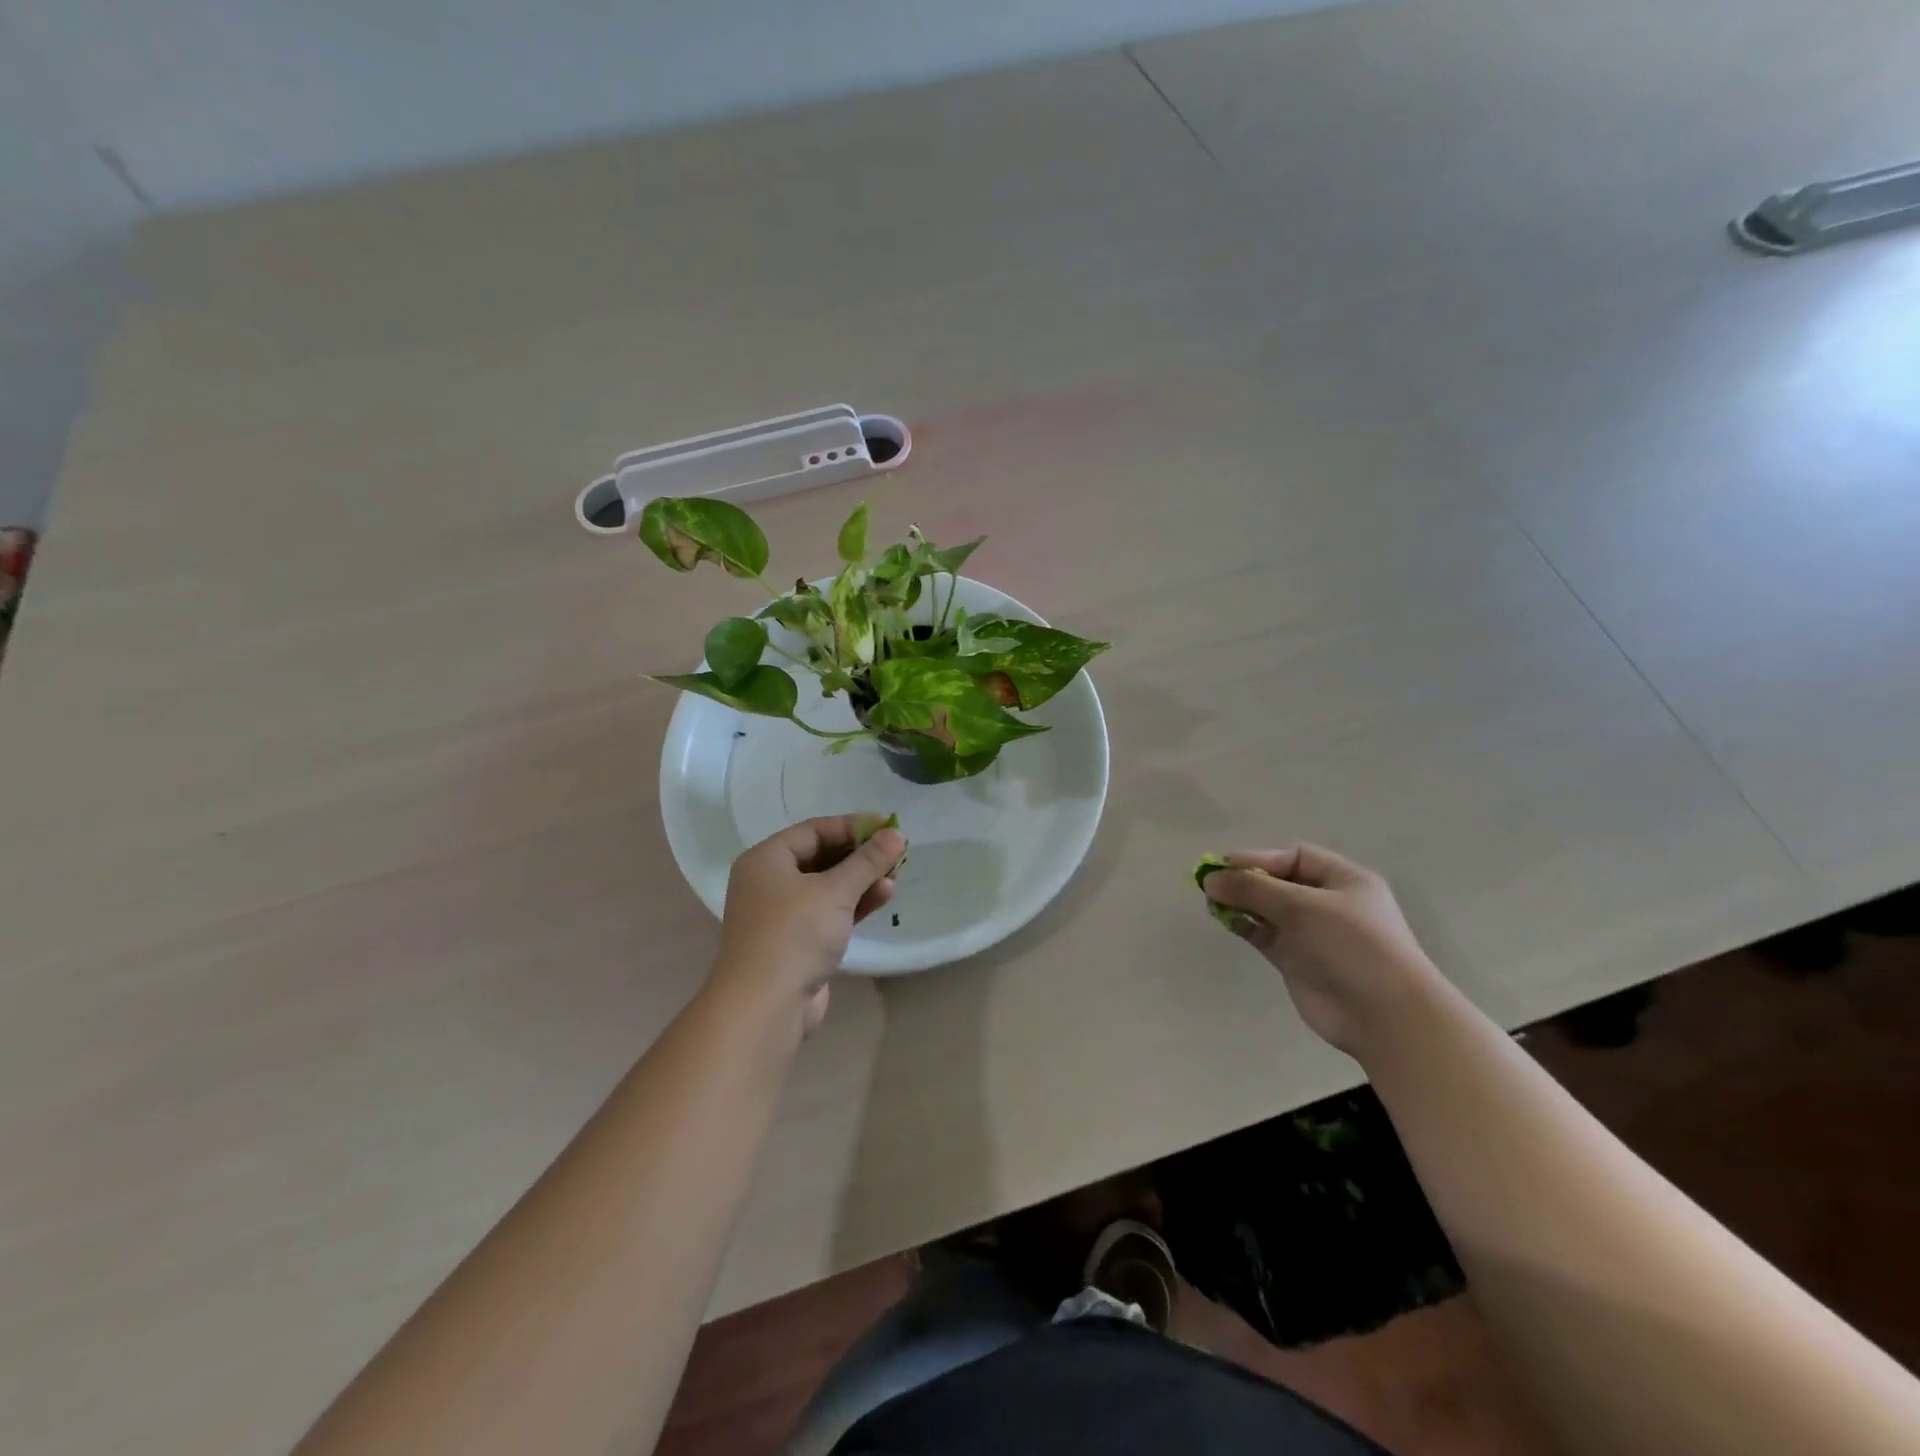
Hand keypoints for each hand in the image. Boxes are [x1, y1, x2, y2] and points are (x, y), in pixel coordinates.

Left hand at [711, 816, 906, 1034]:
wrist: (764, 1007)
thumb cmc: (794, 934)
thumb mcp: (835, 891)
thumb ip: (867, 861)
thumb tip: (895, 834)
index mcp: (766, 860)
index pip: (814, 830)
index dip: (853, 826)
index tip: (889, 826)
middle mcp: (770, 882)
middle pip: (822, 857)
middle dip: (860, 855)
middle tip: (896, 853)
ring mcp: (782, 915)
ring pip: (828, 887)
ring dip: (862, 880)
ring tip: (896, 876)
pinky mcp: (797, 942)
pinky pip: (830, 912)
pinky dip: (854, 904)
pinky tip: (883, 897)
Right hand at [1202, 844, 1446, 1058]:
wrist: (1384, 1016)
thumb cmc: (1350, 945)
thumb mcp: (1301, 905)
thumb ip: (1253, 888)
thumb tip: (1210, 880)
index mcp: (1344, 880)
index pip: (1294, 857)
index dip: (1258, 859)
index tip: (1223, 866)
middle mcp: (1328, 903)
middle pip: (1278, 882)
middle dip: (1245, 880)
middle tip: (1211, 885)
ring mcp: (1312, 934)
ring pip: (1268, 909)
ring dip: (1241, 903)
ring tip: (1212, 903)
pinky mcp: (1297, 961)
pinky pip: (1265, 935)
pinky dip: (1245, 926)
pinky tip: (1226, 921)